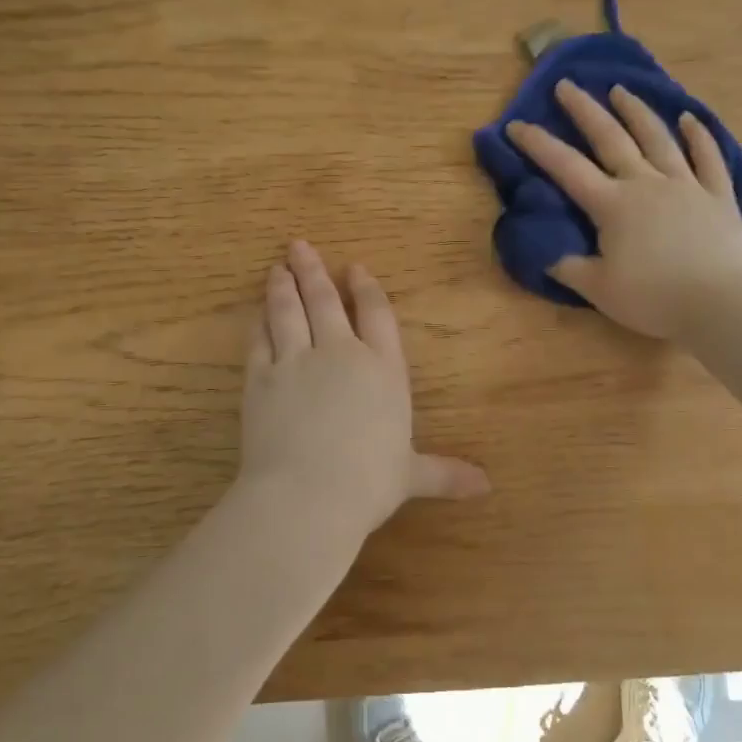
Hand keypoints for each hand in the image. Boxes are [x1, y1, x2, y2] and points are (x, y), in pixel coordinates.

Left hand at [238, 240, 488, 548]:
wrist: (307, 495)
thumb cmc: (368, 483)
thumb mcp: (410, 476)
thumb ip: (444, 473)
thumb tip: (486, 486)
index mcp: (382, 370)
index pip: (377, 315)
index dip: (366, 289)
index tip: (355, 268)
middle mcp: (340, 354)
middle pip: (326, 301)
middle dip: (313, 272)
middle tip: (299, 246)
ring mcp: (297, 361)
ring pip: (288, 312)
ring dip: (282, 287)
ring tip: (277, 267)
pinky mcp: (260, 378)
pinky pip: (259, 341)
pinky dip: (258, 324)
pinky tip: (255, 314)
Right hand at [505, 80, 741, 338]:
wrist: (719, 306)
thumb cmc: (653, 299)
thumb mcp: (598, 290)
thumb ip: (568, 267)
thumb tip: (544, 253)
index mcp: (612, 205)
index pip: (566, 168)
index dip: (538, 145)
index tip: (516, 124)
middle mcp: (646, 183)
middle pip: (611, 138)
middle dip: (585, 110)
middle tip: (567, 85)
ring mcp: (686, 185)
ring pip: (658, 138)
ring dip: (636, 111)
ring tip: (620, 90)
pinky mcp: (718, 196)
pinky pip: (708, 158)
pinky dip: (699, 136)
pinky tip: (690, 118)